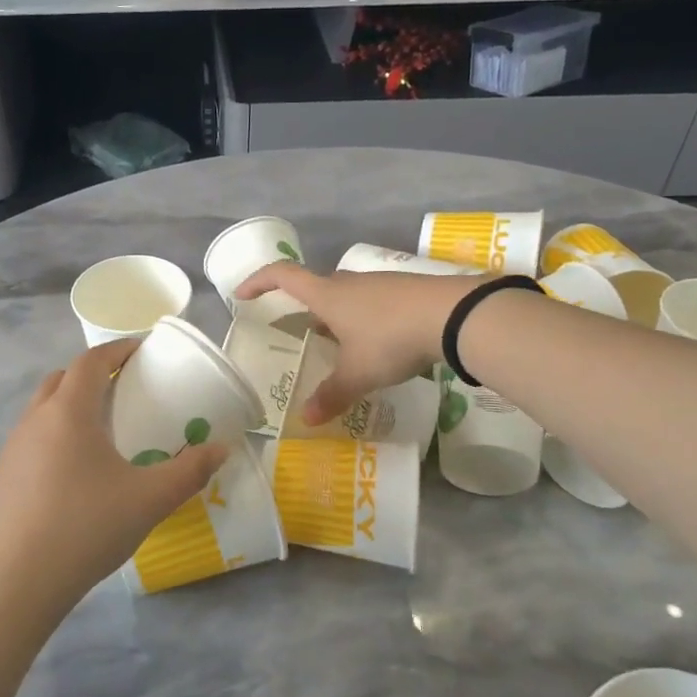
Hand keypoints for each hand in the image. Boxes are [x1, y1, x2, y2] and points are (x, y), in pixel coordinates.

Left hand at [0, 339, 227, 622]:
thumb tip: (221, 450)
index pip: (90, 362)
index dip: (117, 350)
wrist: (15, 584)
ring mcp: (10, 451)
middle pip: (62, 380)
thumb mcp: (149, 500)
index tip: (141, 351)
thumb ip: (189, 471)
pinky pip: (30, 443)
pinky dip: (53, 440)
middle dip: (92, 376)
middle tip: (123, 391)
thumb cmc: (86, 528)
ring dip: (70, 408)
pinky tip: (72, 478)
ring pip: (42, 411)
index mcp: (68, 413)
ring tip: (100, 435)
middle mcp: (34, 421)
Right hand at [236, 263, 484, 425]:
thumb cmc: (391, 339)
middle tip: (299, 332)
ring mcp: (379, 284)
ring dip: (336, 316)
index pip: (282, 276)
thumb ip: (331, 395)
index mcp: (327, 295)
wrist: (453, 315)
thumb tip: (306, 420)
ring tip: (338, 346)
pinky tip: (377, 345)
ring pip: (347, 296)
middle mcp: (349, 283)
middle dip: (303, 308)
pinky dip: (364, 320)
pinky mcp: (405, 291)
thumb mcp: (358, 373)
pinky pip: (372, 303)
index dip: (259, 281)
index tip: (242, 294)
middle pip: (316, 287)